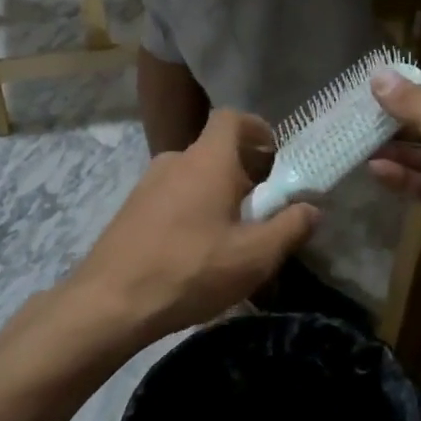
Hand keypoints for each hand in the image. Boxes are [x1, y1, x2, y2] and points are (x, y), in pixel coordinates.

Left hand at [71, 111, 319, 343]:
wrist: (109, 302)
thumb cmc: (190, 270)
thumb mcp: (254, 256)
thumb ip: (290, 228)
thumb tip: (311, 208)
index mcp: (207, 160)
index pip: (232, 118)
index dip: (257, 129)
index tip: (276, 157)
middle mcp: (175, 161)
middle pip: (215, 151)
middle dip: (244, 173)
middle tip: (263, 209)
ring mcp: (147, 185)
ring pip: (193, 178)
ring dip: (217, 196)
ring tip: (232, 236)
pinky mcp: (131, 210)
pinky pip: (172, 198)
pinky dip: (192, 212)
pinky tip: (197, 252)